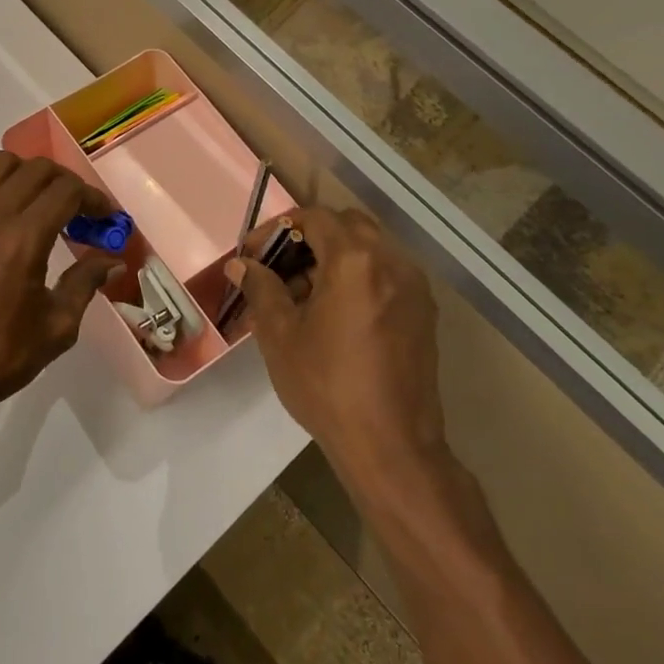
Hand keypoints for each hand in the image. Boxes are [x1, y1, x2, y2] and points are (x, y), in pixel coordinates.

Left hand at [0, 152, 123, 423]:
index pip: (66, 191)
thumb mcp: (57, 325)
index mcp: (22, 239)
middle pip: (38, 169)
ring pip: (3, 166)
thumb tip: (112, 261)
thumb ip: (85, 282)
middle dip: (69, 184)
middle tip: (84, 214)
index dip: (95, 199)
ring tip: (48, 207)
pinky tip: (18, 225)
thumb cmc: (2, 355)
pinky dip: (7, 189)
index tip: (109, 220)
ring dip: (33, 176)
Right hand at [227, 207, 443, 485]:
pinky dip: (356, 277)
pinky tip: (332, 313)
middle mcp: (392, 262)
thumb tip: (241, 265)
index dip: (277, 229)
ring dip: (333, 258)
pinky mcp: (423, 313)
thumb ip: (261, 288)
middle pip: (347, 226)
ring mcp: (413, 287)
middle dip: (308, 238)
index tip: (254, 256)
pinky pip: (385, 274)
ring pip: (368, 249)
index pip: (314, 218)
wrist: (391, 446)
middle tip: (278, 267)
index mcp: (355, 260)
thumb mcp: (280, 334)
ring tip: (301, 295)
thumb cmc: (327, 385)